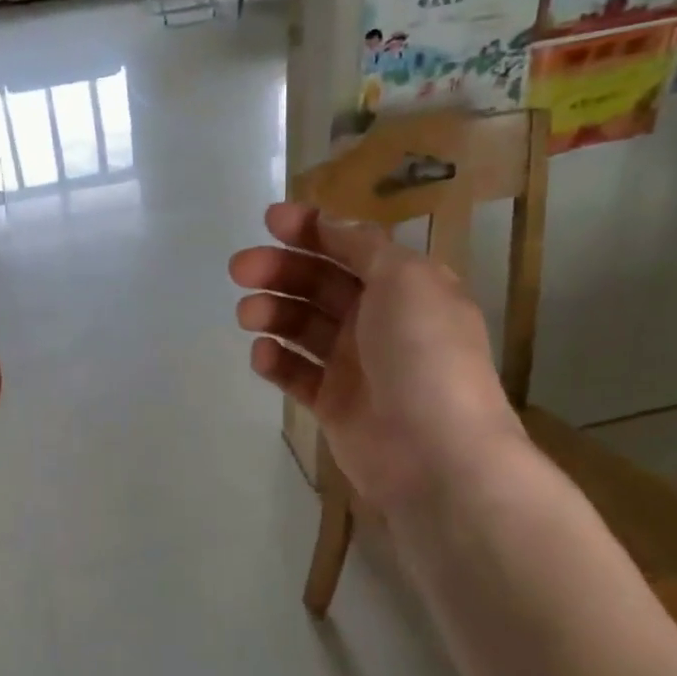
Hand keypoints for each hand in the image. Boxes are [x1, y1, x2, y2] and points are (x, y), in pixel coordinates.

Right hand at [229, 203, 523, 511]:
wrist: (435, 454)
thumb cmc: (423, 354)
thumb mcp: (405, 280)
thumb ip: (363, 247)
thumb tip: (332, 224)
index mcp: (404, 287)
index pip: (351, 247)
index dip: (312, 231)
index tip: (270, 221)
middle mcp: (380, 321)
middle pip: (320, 284)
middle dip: (280, 270)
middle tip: (241, 269)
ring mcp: (355, 364)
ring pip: (303, 326)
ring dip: (273, 311)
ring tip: (248, 314)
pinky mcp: (334, 404)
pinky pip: (297, 373)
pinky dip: (276, 360)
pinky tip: (262, 354)